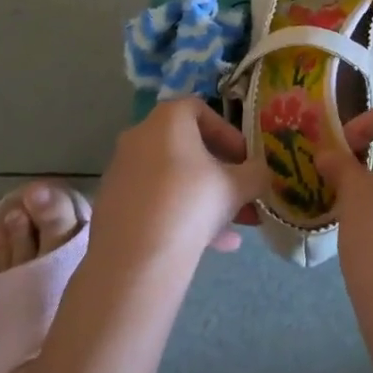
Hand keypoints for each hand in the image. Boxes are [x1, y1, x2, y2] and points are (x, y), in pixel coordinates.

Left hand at [90, 99, 267, 264]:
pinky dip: (181, 214)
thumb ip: (256, 174)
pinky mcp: (112, 206)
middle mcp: (139, 137)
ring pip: (172, 178)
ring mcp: (121, 172)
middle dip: (219, 170)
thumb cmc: (191, 204)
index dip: (228, 133)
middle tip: (240, 191)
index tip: (244, 159)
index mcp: (167, 120)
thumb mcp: (238, 186)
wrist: (135, 261)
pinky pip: (155, 201)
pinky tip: (211, 245)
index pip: (201, 110)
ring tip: (233, 226)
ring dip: (203, 196)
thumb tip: (261, 173)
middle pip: (186, 147)